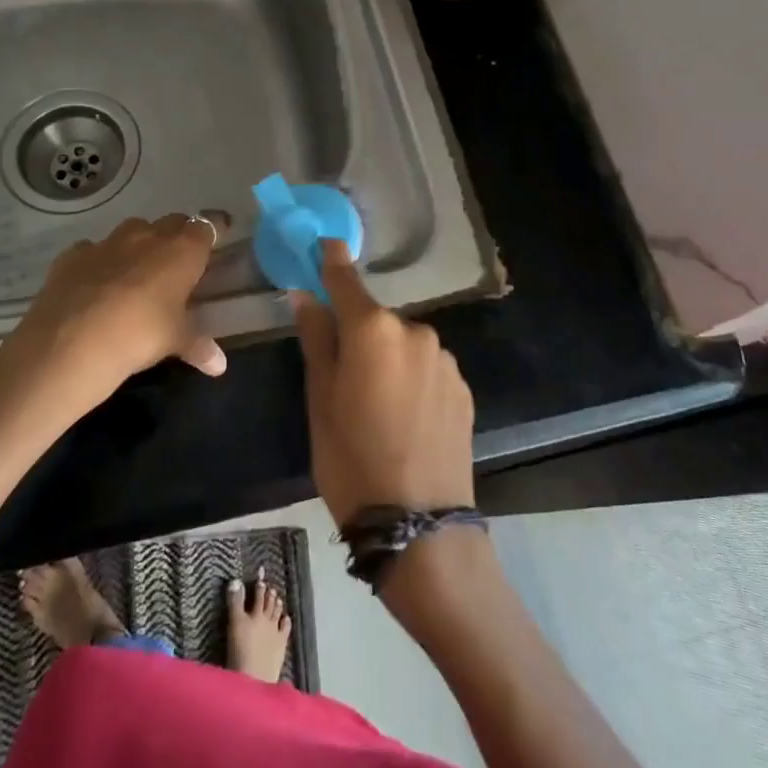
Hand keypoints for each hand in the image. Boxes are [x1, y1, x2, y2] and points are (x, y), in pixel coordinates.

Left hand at [0, 213, 227, 409]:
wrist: (69, 344)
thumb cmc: (139, 336)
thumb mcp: (174, 342)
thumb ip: (198, 346)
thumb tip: (220, 365)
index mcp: (181, 250)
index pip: (207, 226)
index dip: (214, 229)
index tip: (220, 234)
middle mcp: (147, 236)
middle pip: (172, 222)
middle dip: (178, 235)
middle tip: (181, 260)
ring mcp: (107, 242)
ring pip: (132, 231)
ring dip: (140, 245)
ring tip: (139, 272)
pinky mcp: (73, 255)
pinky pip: (93, 250)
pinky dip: (100, 261)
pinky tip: (96, 285)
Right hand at [293, 241, 475, 526]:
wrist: (419, 524)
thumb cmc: (352, 460)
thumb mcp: (320, 400)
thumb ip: (316, 339)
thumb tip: (306, 296)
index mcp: (373, 329)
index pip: (346, 279)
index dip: (332, 260)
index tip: (325, 243)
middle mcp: (414, 331)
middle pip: (377, 318)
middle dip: (359, 332)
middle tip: (343, 374)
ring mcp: (444, 358)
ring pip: (404, 344)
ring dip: (388, 358)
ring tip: (377, 406)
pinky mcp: (462, 386)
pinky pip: (426, 367)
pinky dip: (412, 378)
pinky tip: (405, 417)